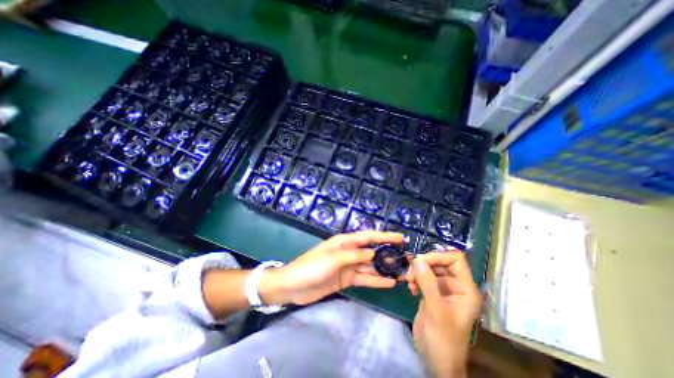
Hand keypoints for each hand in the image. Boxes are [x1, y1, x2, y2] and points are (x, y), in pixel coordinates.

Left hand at [261, 230, 400, 306]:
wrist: (293, 287)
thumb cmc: (311, 267)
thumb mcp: (333, 259)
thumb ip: (354, 255)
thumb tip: (374, 252)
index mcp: (345, 242)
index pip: (368, 236)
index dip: (385, 236)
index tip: (401, 238)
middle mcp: (349, 252)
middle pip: (372, 251)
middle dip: (388, 254)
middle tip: (406, 259)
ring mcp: (348, 266)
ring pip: (370, 266)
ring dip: (384, 269)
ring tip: (402, 273)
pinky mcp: (347, 279)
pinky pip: (364, 278)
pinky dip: (376, 281)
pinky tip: (389, 283)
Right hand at [409, 250, 481, 377]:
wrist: (436, 360)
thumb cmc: (443, 339)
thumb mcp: (436, 310)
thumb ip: (428, 283)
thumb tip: (417, 260)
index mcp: (465, 288)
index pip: (455, 260)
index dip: (439, 256)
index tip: (421, 261)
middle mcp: (455, 285)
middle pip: (439, 261)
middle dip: (424, 264)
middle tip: (411, 273)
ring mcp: (442, 289)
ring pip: (429, 268)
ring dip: (417, 271)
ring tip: (409, 282)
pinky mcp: (431, 292)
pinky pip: (422, 276)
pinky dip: (415, 278)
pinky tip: (411, 288)